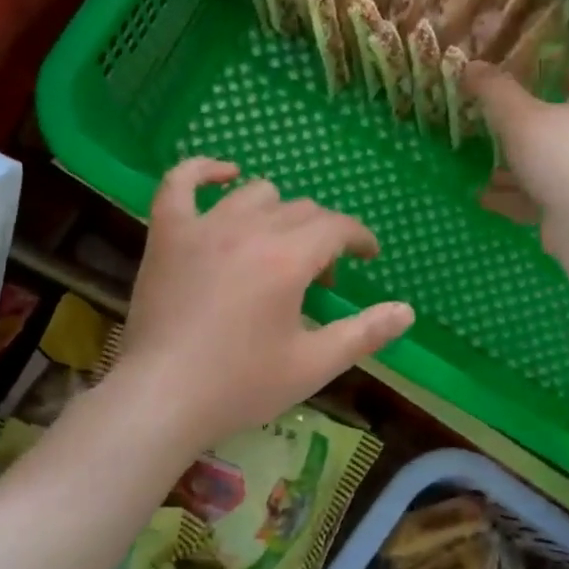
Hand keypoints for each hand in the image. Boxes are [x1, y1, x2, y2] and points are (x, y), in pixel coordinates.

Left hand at [115, 159, 414, 441]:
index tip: (367, 257)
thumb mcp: (313, 365)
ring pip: (254, 194)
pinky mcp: (167, 235)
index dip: (359, 239)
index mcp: (288, 259)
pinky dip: (204, 171)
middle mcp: (249, 230)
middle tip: (321, 277)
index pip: (337, 228)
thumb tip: (406, 311)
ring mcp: (202, 227)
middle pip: (300, 211)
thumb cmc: (241, 385)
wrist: (162, 398)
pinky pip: (180, 183)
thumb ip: (364, 333)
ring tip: (279, 245)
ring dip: (278, 212)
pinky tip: (224, 175)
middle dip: (322, 236)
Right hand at [465, 62, 568, 233]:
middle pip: (567, 133)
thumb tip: (473, 66)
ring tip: (488, 171)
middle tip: (505, 129)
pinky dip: (510, 199)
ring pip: (547, 171)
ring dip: (518, 170)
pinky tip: (484, 199)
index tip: (564, 78)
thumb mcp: (519, 116)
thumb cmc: (557, 156)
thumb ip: (495, 91)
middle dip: (535, 132)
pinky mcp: (568, 215)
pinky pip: (535, 202)